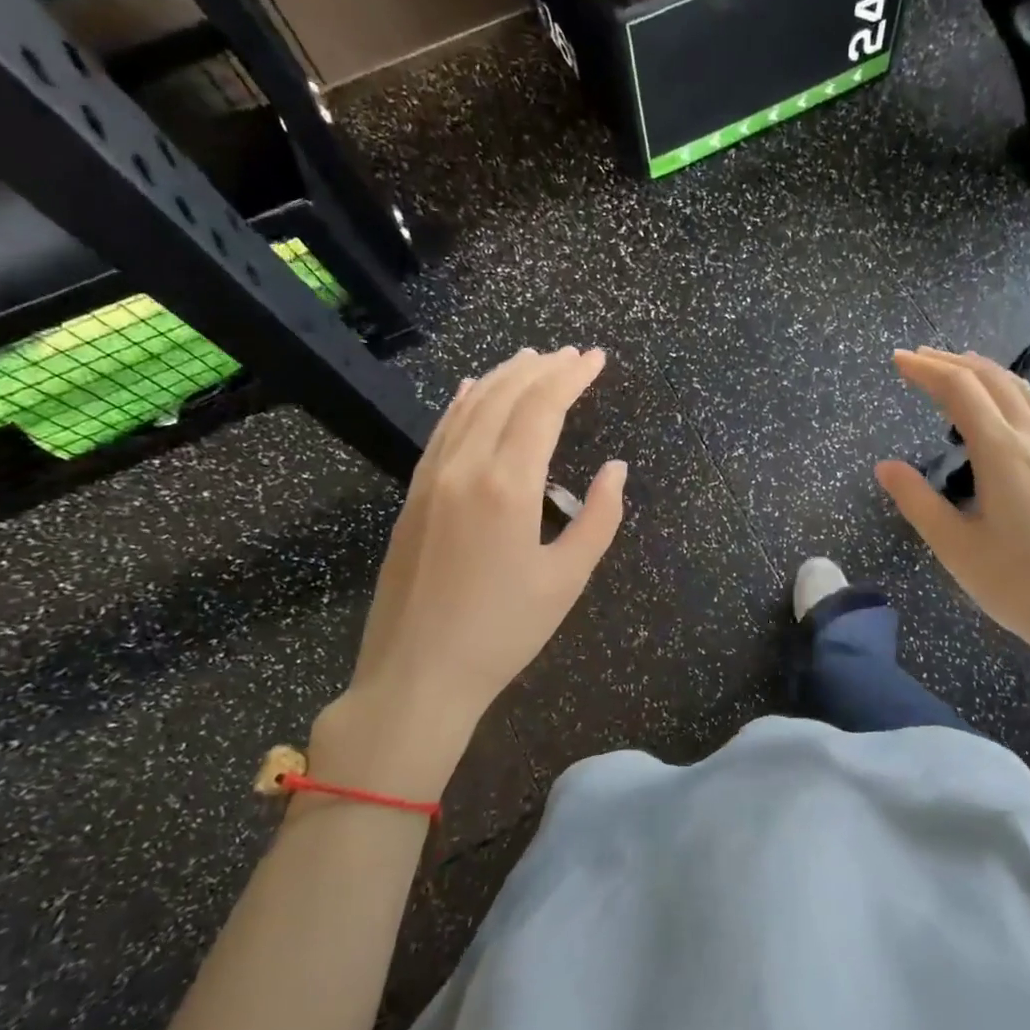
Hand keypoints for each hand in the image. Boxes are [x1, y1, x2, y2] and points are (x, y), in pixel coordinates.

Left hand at [312, 347, 626, 797]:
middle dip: (542, 368)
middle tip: (572, 355)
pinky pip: (442, 431)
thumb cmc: (502, 632)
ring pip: (470, 407)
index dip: (571, 377)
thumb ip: (598, 518)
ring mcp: (431, 479)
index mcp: (507, 486)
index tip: (595, 359)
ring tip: (531, 358)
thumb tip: (615, 469)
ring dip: (504, 377)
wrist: (416, 675)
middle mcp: (465, 468)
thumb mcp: (567, 580)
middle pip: (506, 397)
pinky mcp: (413, 496)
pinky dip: (464, 402)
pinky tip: (474, 390)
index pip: (542, 408)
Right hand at [875, 348, 1029, 691]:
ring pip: (1018, 388)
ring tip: (952, 369)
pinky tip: (995, 407)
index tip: (896, 360)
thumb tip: (885, 466)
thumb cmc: (1018, 585)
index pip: (959, 390)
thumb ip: (916, 500)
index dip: (925, 370)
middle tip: (915, 359)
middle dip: (950, 362)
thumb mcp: (954, 546)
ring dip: (981, 370)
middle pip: (991, 378)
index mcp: (1002, 452)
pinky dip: (1005, 389)